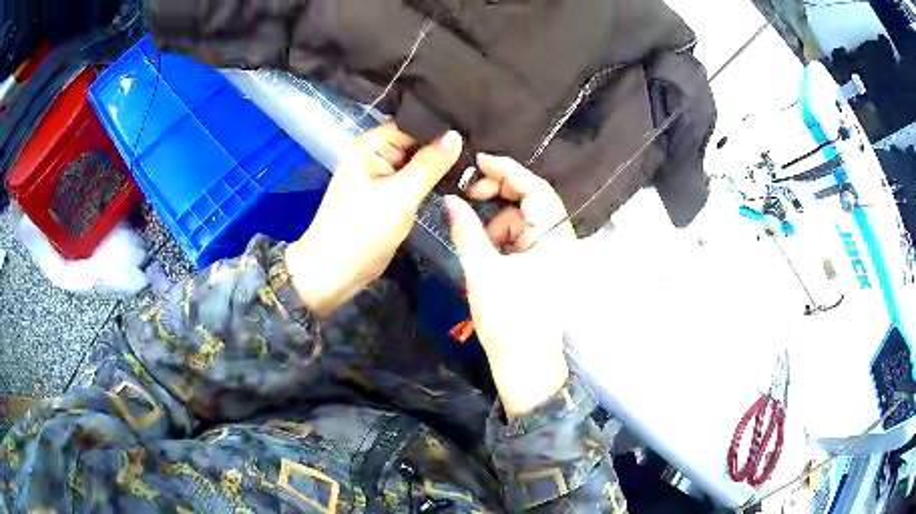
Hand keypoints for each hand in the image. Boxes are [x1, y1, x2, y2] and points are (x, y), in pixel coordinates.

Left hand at [286, 123, 462, 316]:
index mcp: (371, 145)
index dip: (443, 129)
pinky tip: (460, 180)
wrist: (335, 272)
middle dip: (445, 148)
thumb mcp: (400, 196)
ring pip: (418, 164)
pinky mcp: (389, 196)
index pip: (414, 125)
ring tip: (478, 164)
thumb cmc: (361, 231)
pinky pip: (415, 182)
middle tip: (483, 152)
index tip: (476, 133)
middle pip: (417, 143)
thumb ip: (429, 165)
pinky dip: (432, 182)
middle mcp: (376, 154)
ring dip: (441, 166)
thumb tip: (455, 135)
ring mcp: (383, 176)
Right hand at [445, 154, 575, 418]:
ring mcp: (551, 253)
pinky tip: (485, 251)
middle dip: (499, 194)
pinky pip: (520, 237)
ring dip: (497, 220)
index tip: (478, 162)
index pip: (537, 189)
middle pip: (531, 200)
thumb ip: (466, 231)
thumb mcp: (482, 271)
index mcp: (555, 239)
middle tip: (469, 196)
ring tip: (477, 241)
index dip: (508, 171)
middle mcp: (559, 240)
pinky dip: (501, 237)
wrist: (523, 362)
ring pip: (522, 219)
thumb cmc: (508, 319)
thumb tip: (449, 200)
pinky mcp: (541, 264)